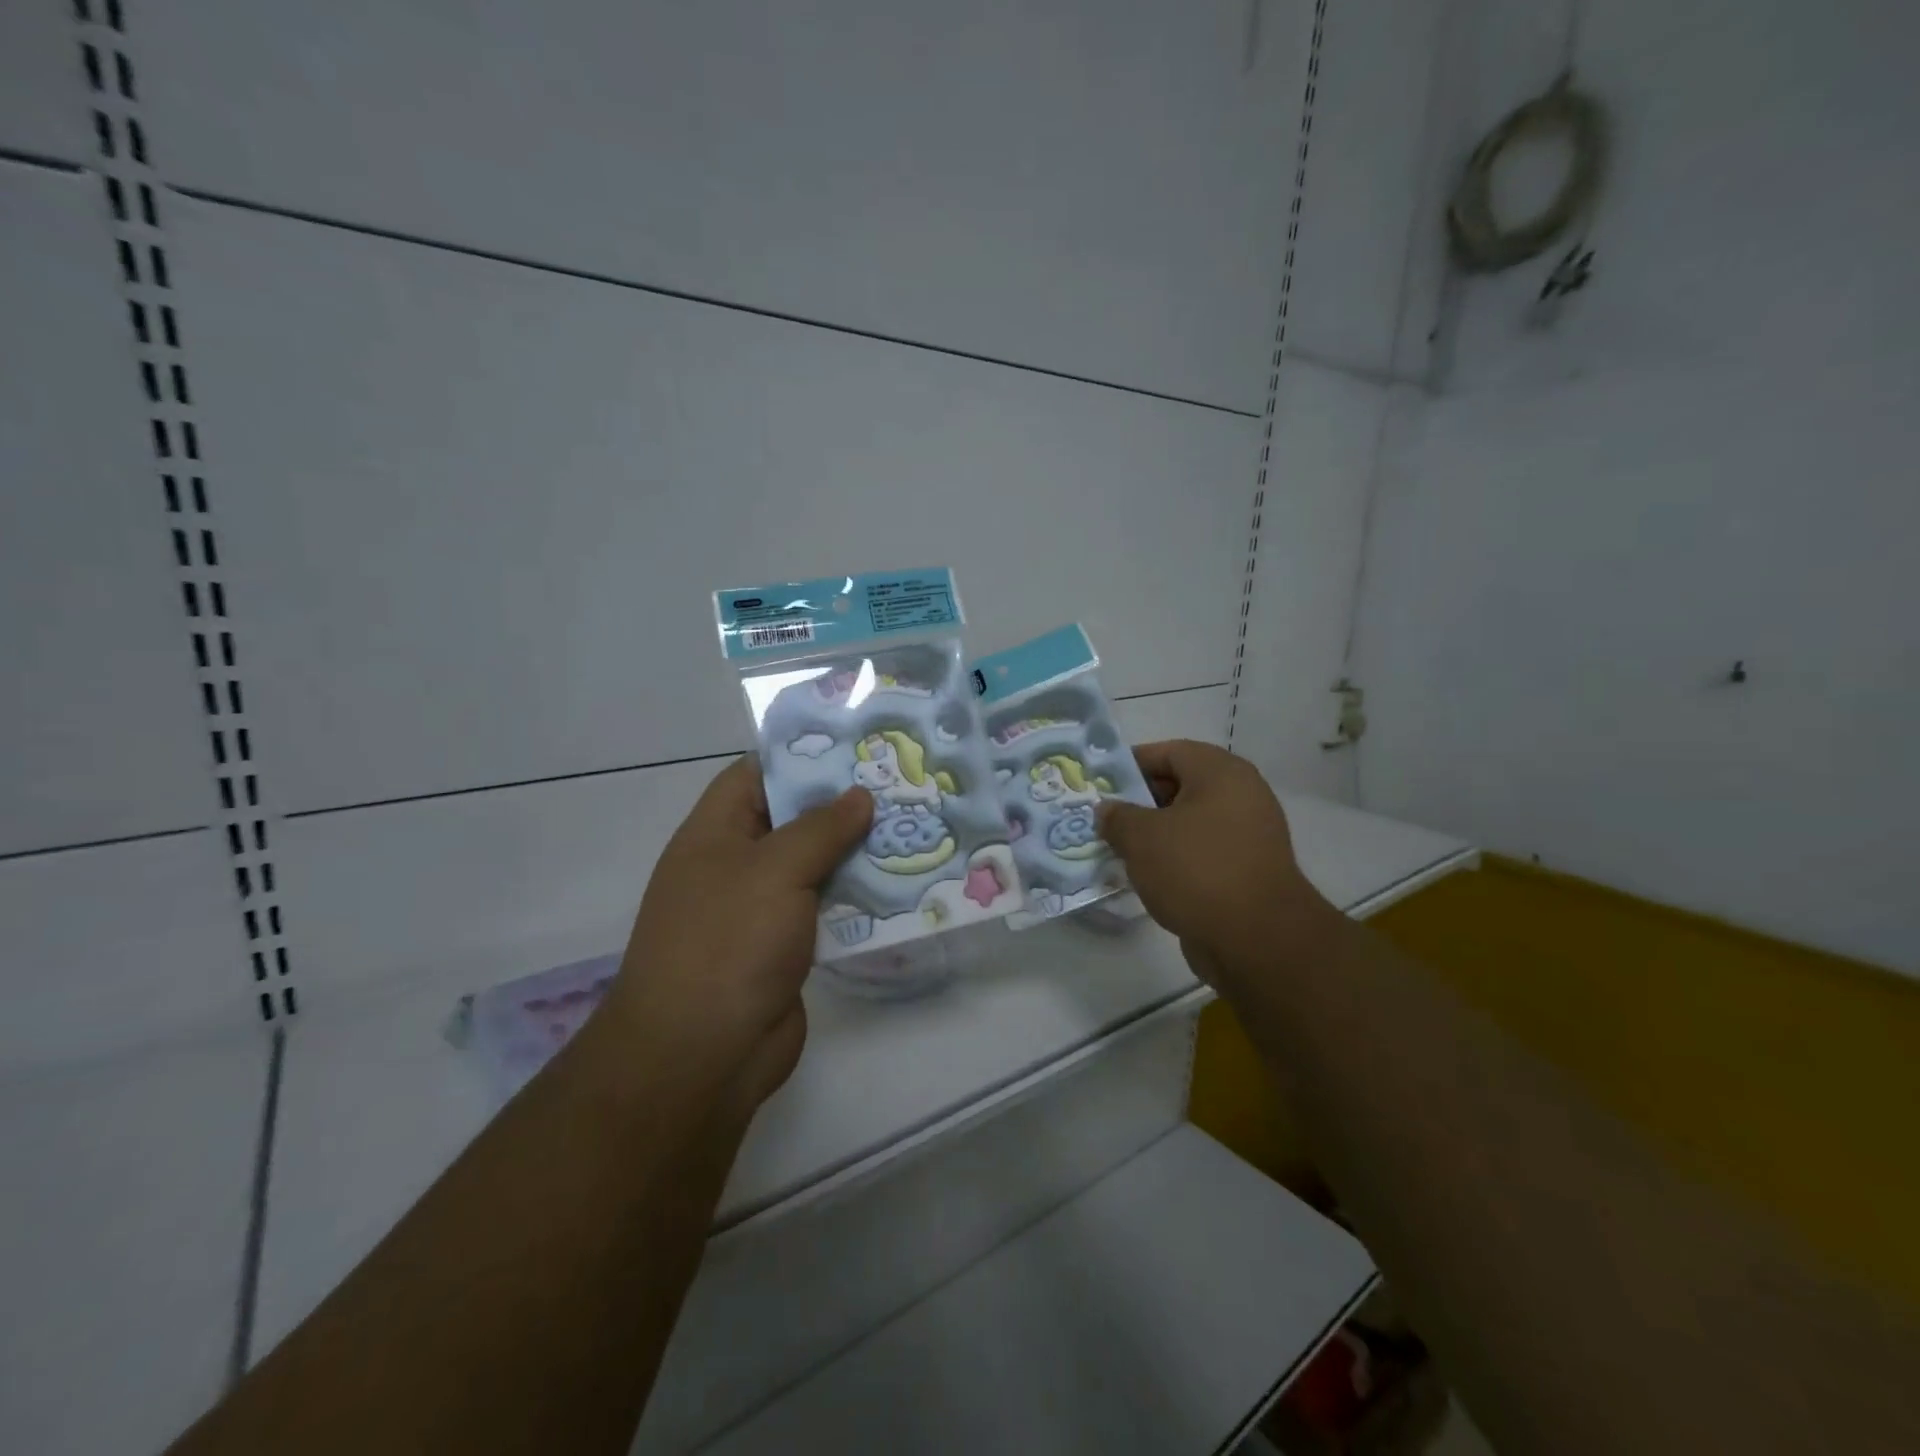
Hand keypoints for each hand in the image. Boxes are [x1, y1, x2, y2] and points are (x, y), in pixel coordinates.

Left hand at [601, 757, 872, 1117]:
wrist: (701, 1055)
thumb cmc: (728, 942)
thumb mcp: (775, 869)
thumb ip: (820, 827)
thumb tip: (858, 795)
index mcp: (715, 833)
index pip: (756, 774)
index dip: (803, 757)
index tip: (858, 747)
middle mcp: (736, 865)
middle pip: (792, 820)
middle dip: (843, 805)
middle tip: (902, 785)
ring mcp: (760, 909)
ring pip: (815, 866)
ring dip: (858, 852)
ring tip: (914, 827)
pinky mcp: (786, 947)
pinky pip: (827, 909)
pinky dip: (858, 897)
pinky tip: (902, 884)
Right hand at [1096, 740, 1331, 991]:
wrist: (1256, 940)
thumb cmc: (1196, 870)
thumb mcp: (1142, 837)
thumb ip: (1118, 817)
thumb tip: (1107, 811)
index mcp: (1221, 773)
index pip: (1168, 752)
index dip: (1130, 764)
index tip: (1100, 783)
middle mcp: (1241, 795)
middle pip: (1180, 786)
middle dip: (1139, 801)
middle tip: (1104, 818)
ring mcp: (1248, 835)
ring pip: (1189, 823)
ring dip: (1154, 834)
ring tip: (1117, 848)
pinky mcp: (1246, 871)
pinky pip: (1201, 853)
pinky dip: (1174, 859)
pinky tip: (1146, 876)